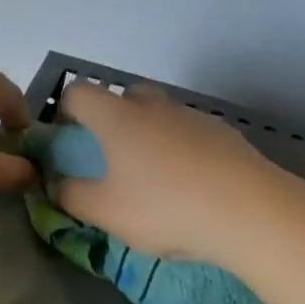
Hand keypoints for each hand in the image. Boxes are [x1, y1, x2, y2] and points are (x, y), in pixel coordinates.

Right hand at [53, 82, 273, 260]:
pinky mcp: (224, 133)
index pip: (78, 91)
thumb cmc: (164, 208)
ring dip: (149, 135)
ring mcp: (193, 116)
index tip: (69, 140)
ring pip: (160, 114)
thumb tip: (54, 183)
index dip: (65, 110)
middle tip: (113, 158)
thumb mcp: (104, 212)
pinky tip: (191, 186)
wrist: (249, 211)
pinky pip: (190, 133)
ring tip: (156, 179)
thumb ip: (70, 195)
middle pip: (124, 95)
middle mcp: (153, 106)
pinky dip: (182, 150)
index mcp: (117, 118)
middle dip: (112, 118)